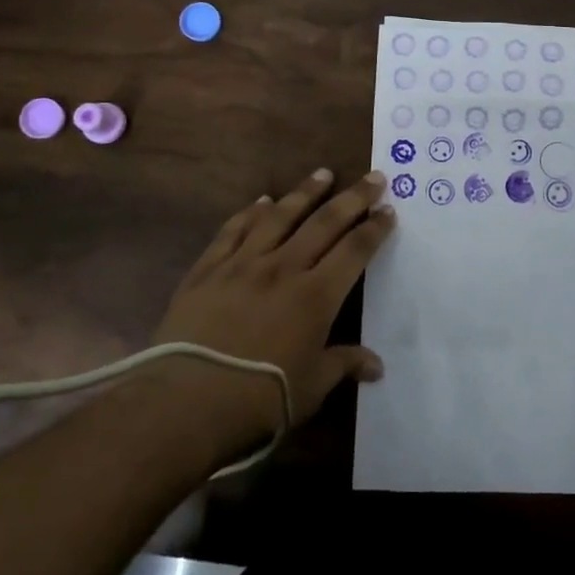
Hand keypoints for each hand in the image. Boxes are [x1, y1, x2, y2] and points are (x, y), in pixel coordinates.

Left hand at [148, 168, 394, 459]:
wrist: (185, 401)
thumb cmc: (260, 399)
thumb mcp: (311, 387)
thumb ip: (344, 365)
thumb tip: (376, 366)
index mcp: (316, 295)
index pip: (354, 250)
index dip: (375, 229)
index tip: (389, 210)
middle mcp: (284, 268)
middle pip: (325, 222)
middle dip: (353, 197)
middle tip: (373, 176)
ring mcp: (243, 264)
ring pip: (280, 216)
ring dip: (305, 192)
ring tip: (323, 174)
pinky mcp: (208, 269)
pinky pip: (234, 230)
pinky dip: (250, 212)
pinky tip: (261, 200)